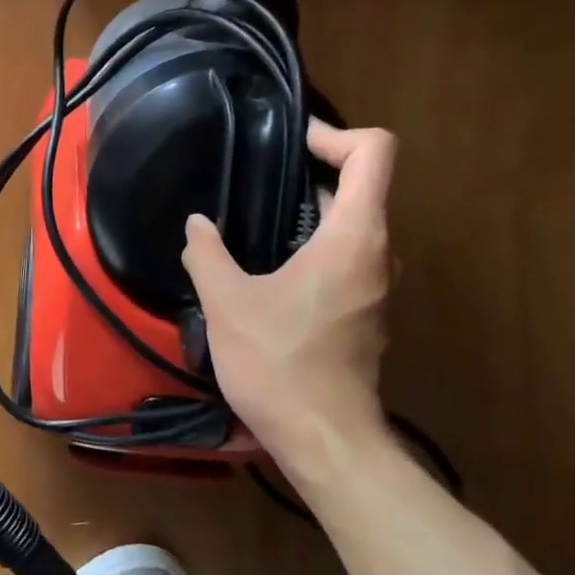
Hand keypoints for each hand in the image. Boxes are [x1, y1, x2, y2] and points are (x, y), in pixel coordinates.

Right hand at [181, 122, 396, 464]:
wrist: (324, 440)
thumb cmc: (280, 364)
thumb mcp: (228, 304)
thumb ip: (207, 254)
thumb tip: (197, 224)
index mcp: (354, 236)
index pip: (373, 152)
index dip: (334, 133)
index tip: (289, 144)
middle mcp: (377, 254)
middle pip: (360, 188)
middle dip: (309, 174)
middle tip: (253, 182)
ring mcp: (374, 287)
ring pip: (350, 228)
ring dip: (307, 215)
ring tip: (251, 224)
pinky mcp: (363, 314)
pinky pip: (343, 261)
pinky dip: (311, 248)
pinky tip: (265, 273)